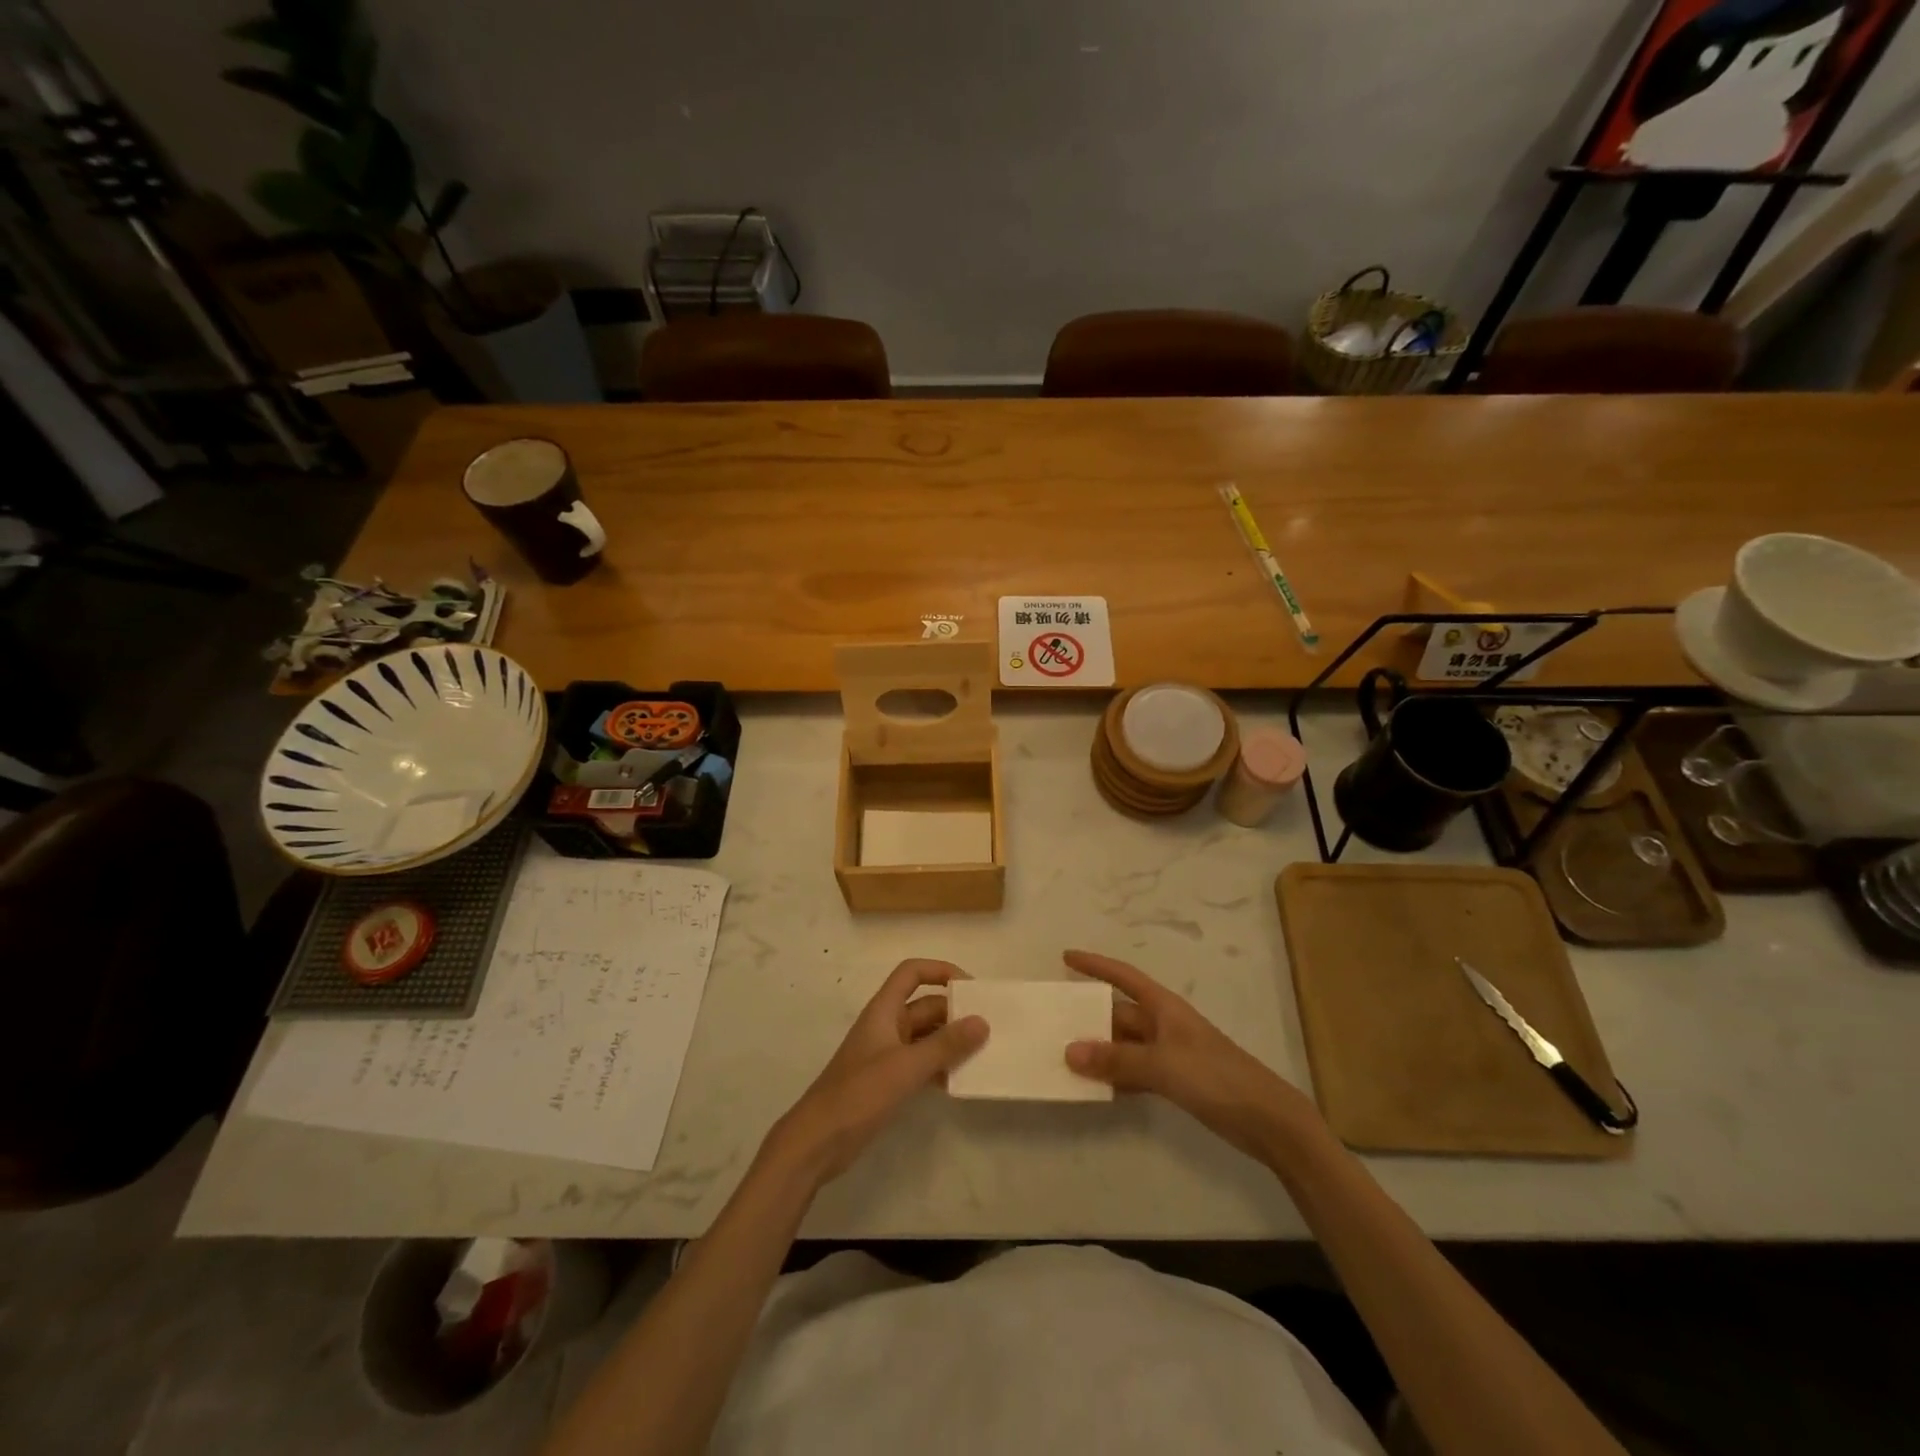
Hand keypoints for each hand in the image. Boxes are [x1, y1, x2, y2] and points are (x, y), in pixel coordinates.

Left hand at [763, 959, 987, 1186]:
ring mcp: (885, 1055)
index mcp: (884, 1011)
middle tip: (989, 1027)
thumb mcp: (906, 1067)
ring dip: (950, 1042)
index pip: (911, 973)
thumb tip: (982, 1021)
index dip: (940, 970)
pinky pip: (920, 1063)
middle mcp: (886, 1026)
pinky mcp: (886, 1081)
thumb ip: (945, 1045)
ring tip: (983, 1054)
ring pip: (925, 1036)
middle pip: (924, 1006)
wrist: (817, 1142)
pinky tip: (959, 1081)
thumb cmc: (859, 1094)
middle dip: (954, 1012)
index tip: (971, 988)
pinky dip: (939, 1067)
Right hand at [1062, 949, 1318, 1161]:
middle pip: (1119, 1013)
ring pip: (1124, 1045)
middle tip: (1052, 1021)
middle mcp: (1164, 1024)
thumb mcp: (1163, 1065)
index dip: (1095, 964)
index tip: (1066, 957)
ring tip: (1063, 1056)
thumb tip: (1069, 1051)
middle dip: (1089, 1016)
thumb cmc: (1216, 1078)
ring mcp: (1170, 1053)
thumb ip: (1116, 1060)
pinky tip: (1095, 1087)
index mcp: (1164, 1007)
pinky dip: (1116, 1076)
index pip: (1123, 976)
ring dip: (1099, 1050)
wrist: (1267, 1119)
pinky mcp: (1176, 1081)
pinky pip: (1135, 1071)